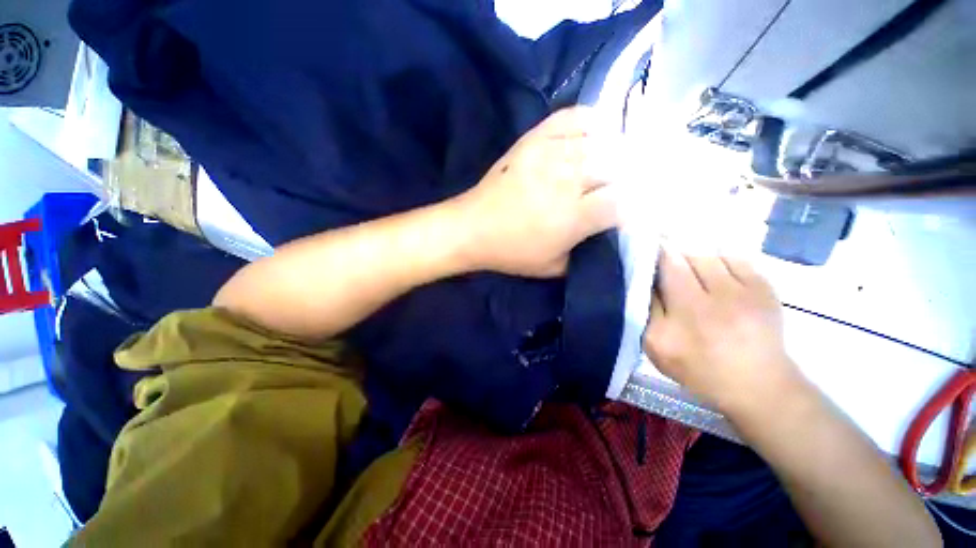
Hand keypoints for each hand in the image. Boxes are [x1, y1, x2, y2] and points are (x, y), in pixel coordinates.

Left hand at [452, 107, 617, 276]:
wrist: (473, 229)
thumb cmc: (512, 252)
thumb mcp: (554, 267)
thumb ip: (586, 251)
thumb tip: (608, 232)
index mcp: (572, 217)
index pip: (622, 202)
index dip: (633, 206)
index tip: (630, 211)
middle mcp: (566, 180)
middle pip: (618, 165)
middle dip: (629, 176)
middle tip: (626, 186)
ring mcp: (549, 154)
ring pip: (600, 141)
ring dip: (615, 152)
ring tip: (614, 164)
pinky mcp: (533, 140)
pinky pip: (571, 118)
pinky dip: (589, 122)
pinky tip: (593, 136)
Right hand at [642, 249, 804, 417]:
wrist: (758, 385)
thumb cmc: (698, 368)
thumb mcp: (656, 346)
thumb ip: (647, 310)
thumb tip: (644, 279)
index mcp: (690, 309)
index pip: (669, 264)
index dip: (656, 252)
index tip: (646, 250)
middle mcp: (719, 293)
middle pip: (690, 255)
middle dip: (674, 256)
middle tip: (665, 266)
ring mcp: (747, 289)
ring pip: (712, 255)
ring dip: (695, 260)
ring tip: (691, 274)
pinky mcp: (766, 288)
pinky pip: (736, 259)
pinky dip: (720, 262)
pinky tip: (716, 278)